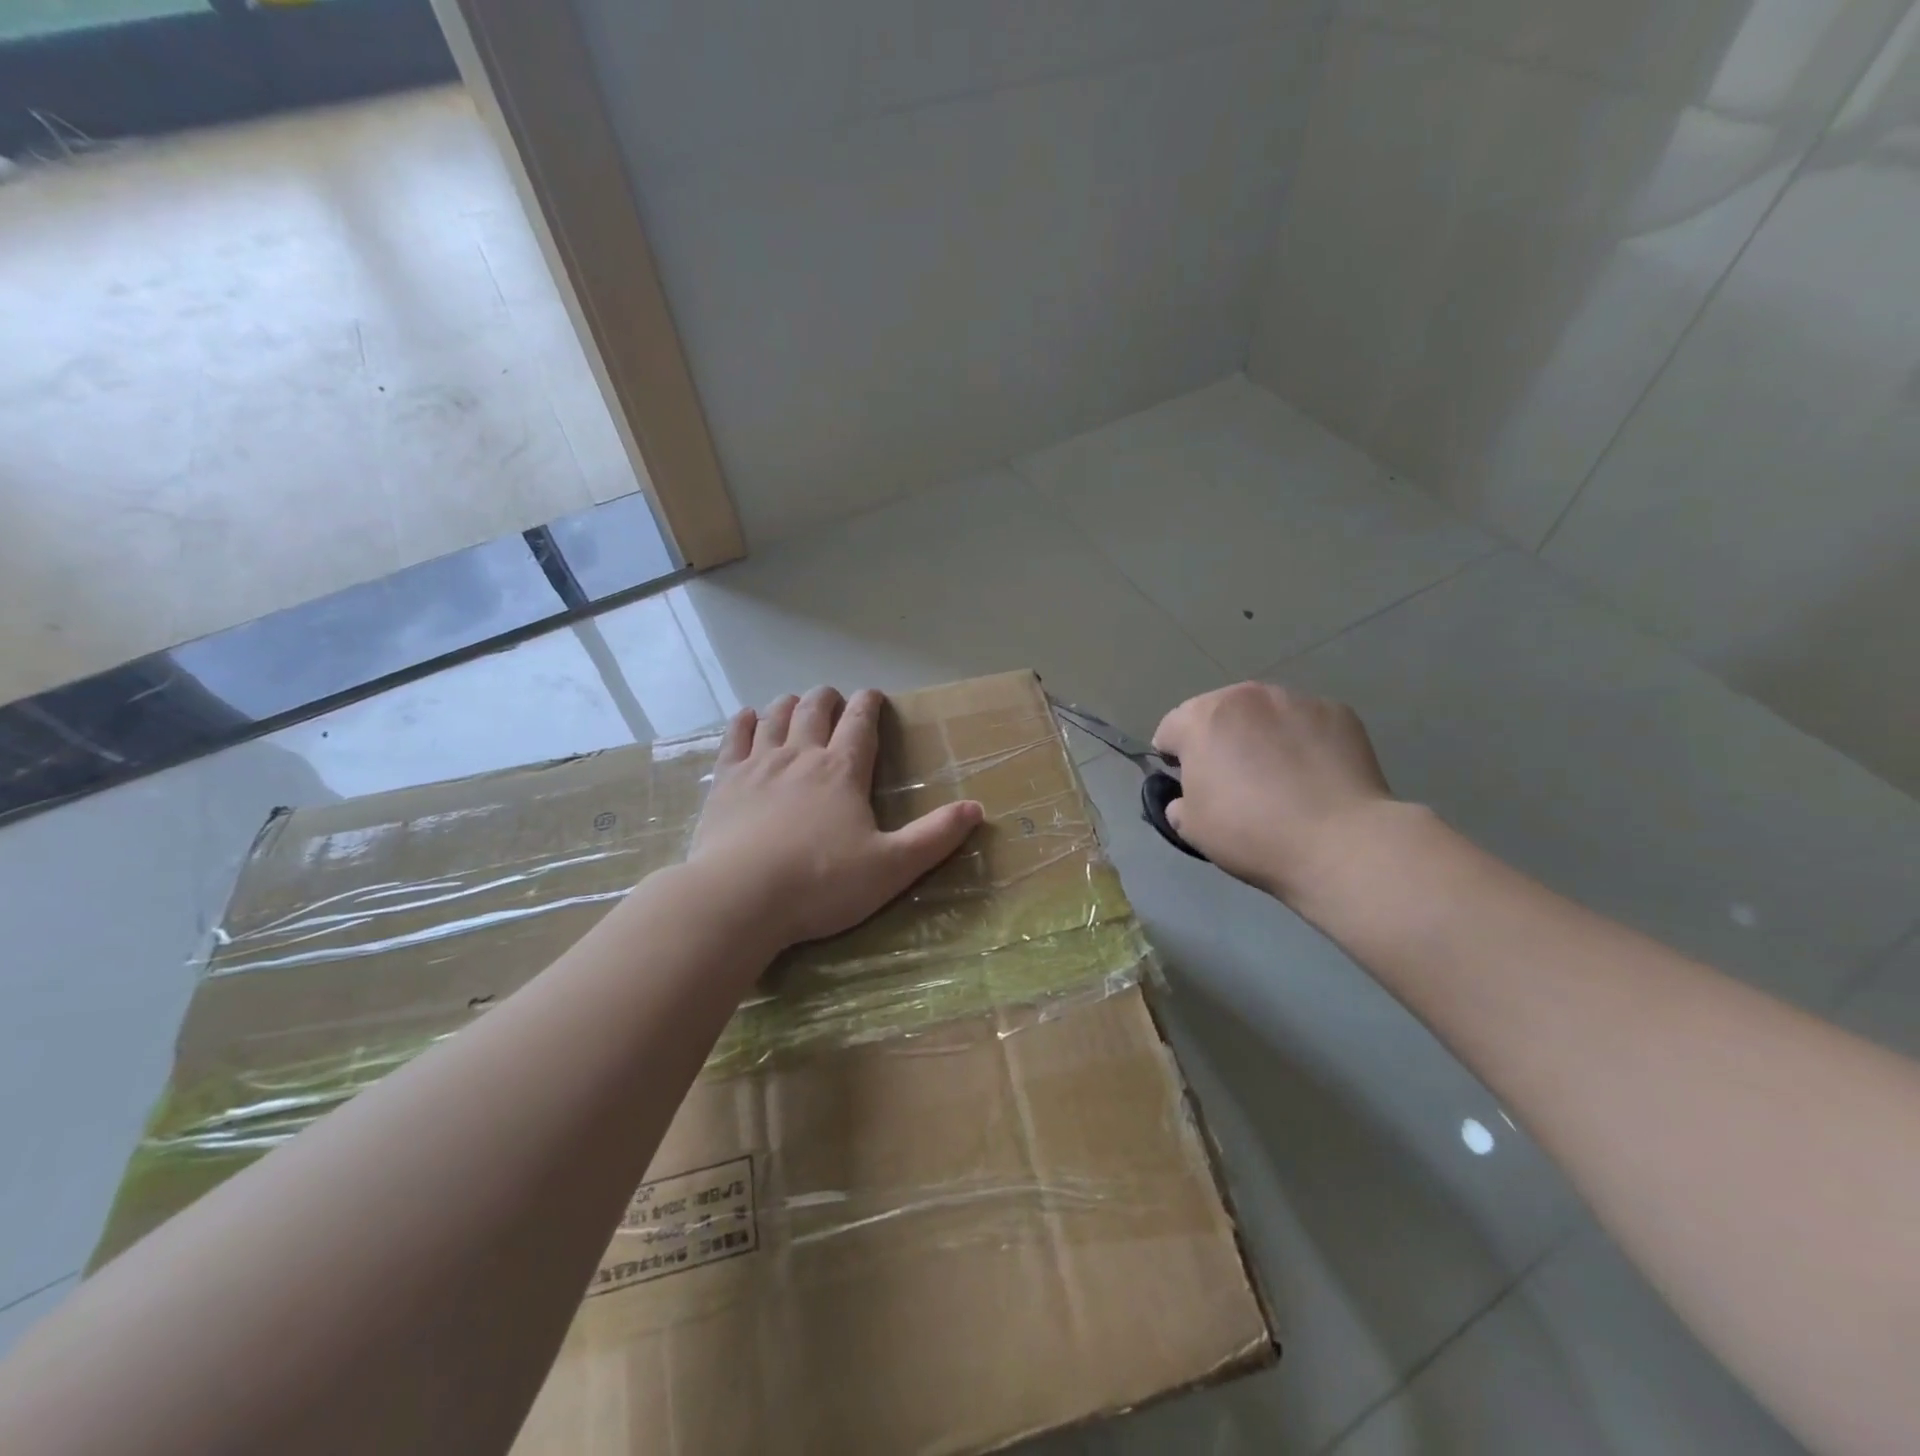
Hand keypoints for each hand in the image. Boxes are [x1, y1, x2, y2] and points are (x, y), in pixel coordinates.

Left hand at [687, 687, 983, 949]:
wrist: (739, 898)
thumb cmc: (820, 884)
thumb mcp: (891, 867)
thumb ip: (934, 837)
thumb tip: (978, 808)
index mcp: (842, 770)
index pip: (861, 722)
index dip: (869, 703)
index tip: (873, 695)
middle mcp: (800, 755)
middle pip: (815, 709)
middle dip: (829, 699)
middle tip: (835, 701)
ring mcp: (758, 765)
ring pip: (776, 716)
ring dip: (790, 705)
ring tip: (797, 705)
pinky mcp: (724, 782)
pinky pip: (734, 738)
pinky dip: (744, 722)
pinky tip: (748, 718)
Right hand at [1153, 682, 1397, 901]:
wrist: (1339, 842)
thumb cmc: (1251, 833)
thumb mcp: (1191, 828)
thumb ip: (1178, 802)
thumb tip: (1188, 797)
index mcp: (1201, 719)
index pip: (1170, 729)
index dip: (1173, 758)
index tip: (1188, 786)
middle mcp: (1246, 696)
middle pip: (1218, 712)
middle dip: (1218, 739)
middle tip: (1234, 781)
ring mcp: (1296, 699)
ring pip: (1264, 713)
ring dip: (1261, 734)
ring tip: (1279, 776)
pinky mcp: (1337, 711)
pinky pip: (1306, 722)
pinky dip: (1302, 740)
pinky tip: (1314, 775)